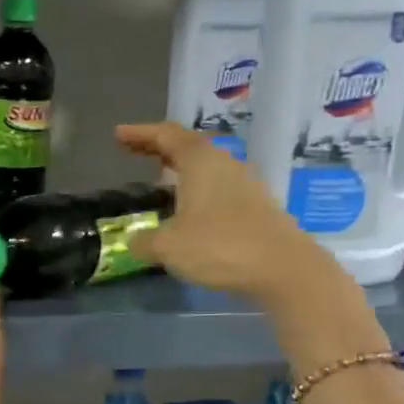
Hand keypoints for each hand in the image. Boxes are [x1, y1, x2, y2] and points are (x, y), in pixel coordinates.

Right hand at [114, 122, 327, 303]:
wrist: (284, 270)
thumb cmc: (220, 247)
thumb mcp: (167, 247)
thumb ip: (144, 241)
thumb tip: (134, 241)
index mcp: (200, 162)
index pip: (166, 135)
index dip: (140, 133)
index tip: (119, 134)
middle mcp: (224, 165)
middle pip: (188, 146)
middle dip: (159, 147)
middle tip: (134, 150)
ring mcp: (245, 185)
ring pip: (206, 167)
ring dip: (180, 169)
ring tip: (160, 179)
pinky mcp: (257, 207)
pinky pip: (218, 187)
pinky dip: (197, 189)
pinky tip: (188, 208)